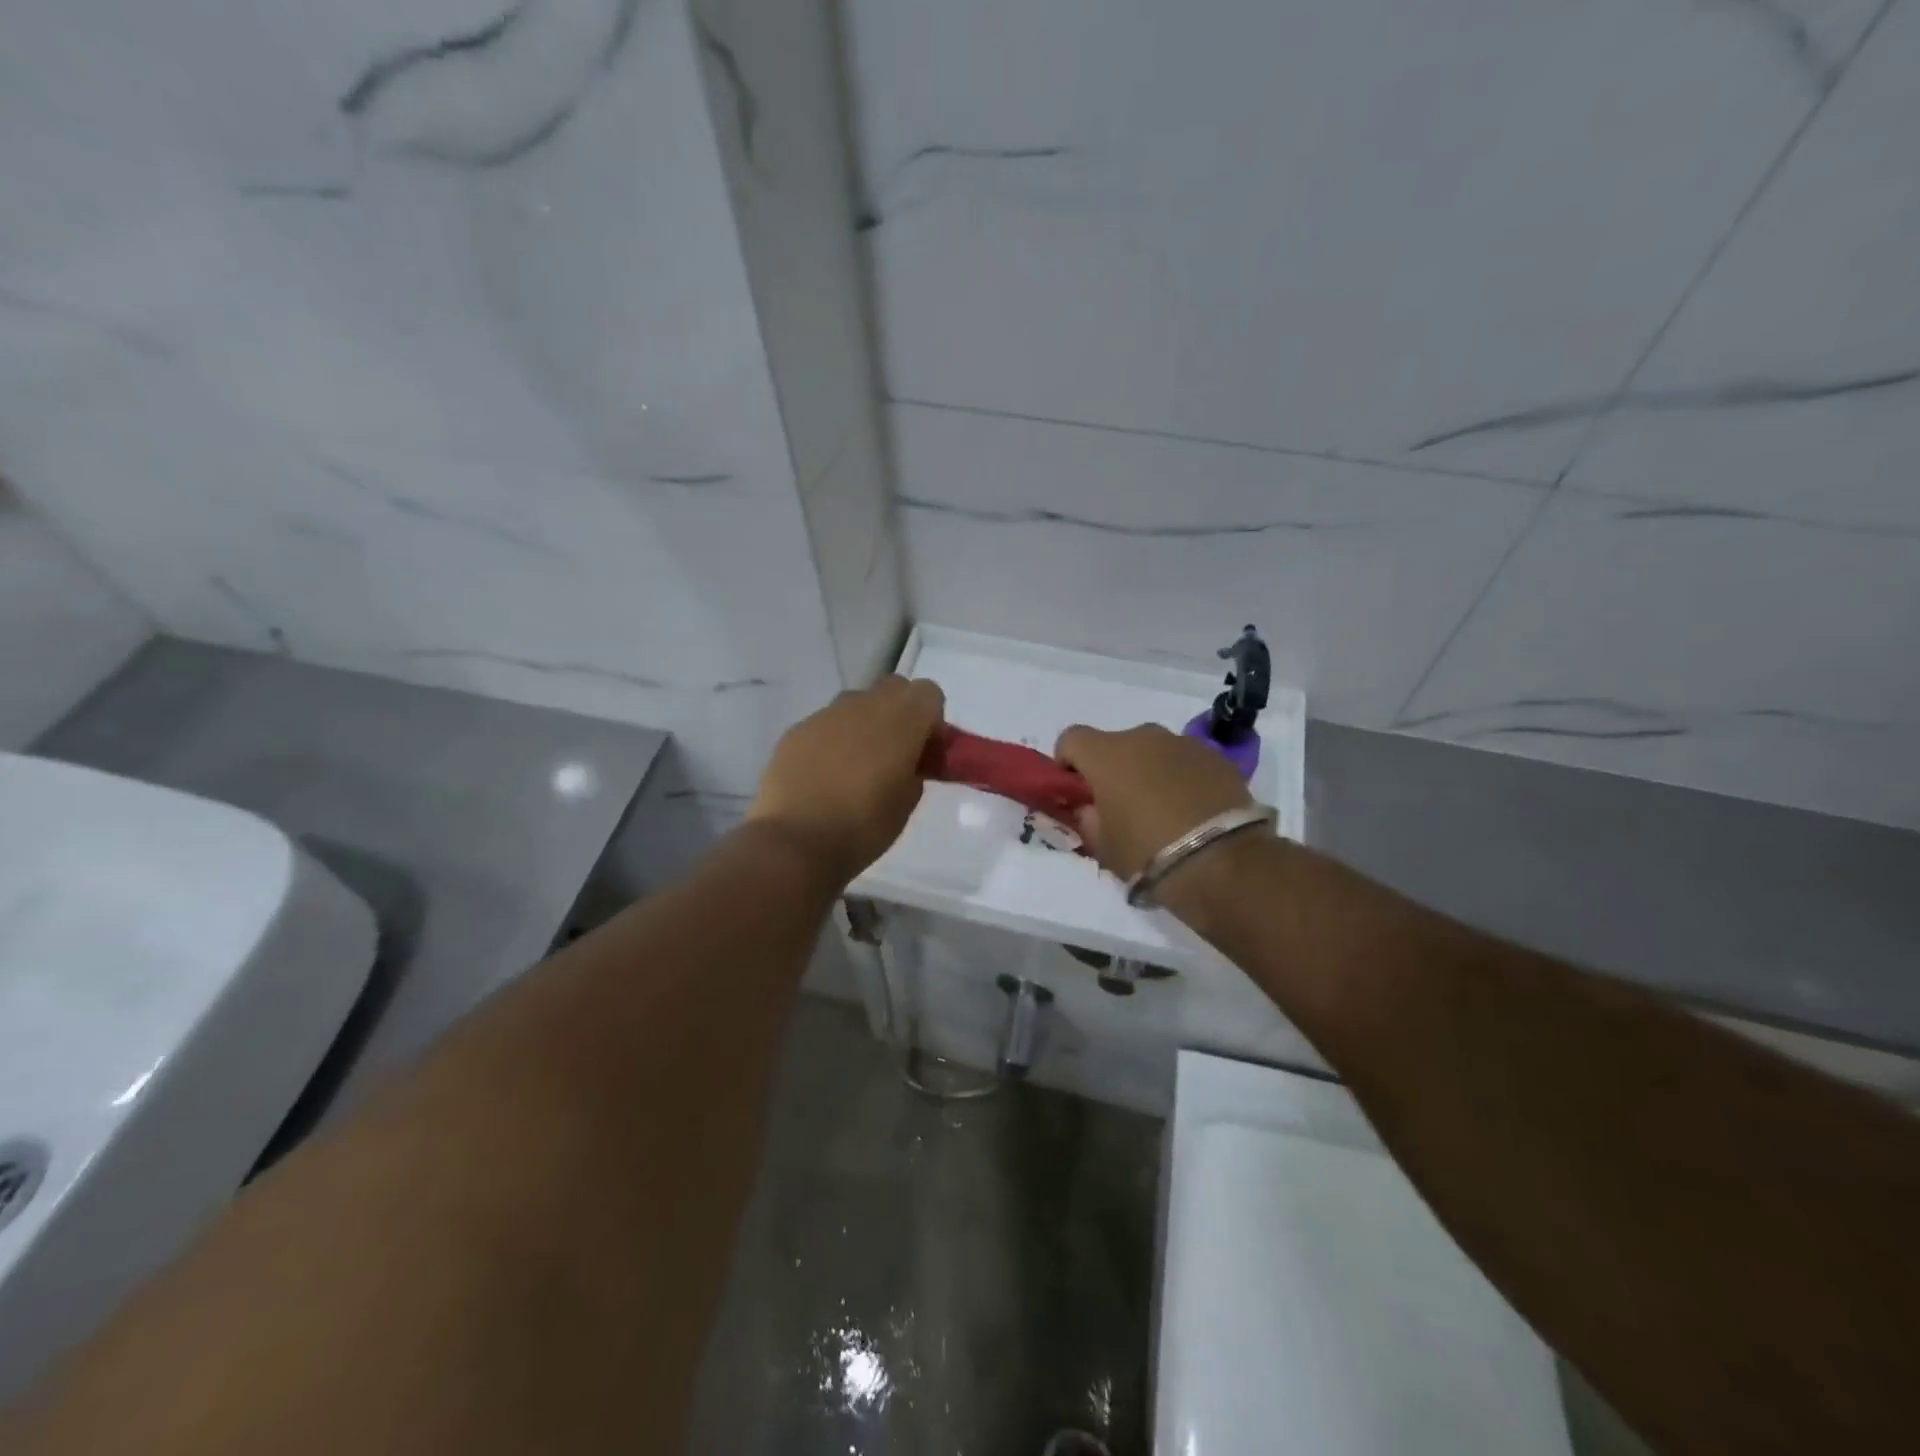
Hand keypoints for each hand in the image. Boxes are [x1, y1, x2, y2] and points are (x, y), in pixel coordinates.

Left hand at [748, 675, 945, 880]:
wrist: (795, 841)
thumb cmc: (863, 827)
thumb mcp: (907, 802)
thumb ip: (914, 770)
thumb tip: (907, 762)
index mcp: (901, 722)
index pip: (929, 693)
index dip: (932, 719)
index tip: (926, 751)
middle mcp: (864, 706)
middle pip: (894, 687)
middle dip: (900, 712)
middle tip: (896, 752)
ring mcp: (826, 714)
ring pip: (857, 702)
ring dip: (865, 723)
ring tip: (856, 766)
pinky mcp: (797, 729)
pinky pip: (826, 723)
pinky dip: (833, 739)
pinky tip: (824, 775)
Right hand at [1054, 722, 1252, 880]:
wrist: (1221, 863)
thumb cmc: (1148, 854)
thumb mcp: (1102, 846)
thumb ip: (1088, 818)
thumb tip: (1090, 807)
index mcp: (1107, 755)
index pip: (1071, 739)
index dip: (1068, 762)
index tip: (1078, 791)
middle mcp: (1144, 737)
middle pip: (1116, 745)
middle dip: (1114, 769)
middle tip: (1123, 807)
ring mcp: (1184, 743)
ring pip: (1154, 751)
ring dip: (1150, 771)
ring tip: (1164, 811)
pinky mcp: (1217, 757)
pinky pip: (1187, 761)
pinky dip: (1183, 777)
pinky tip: (1193, 810)